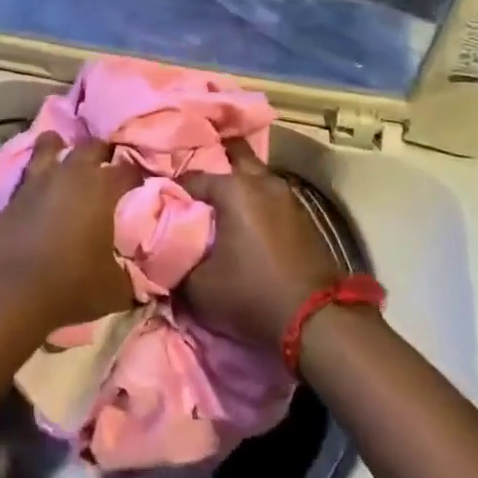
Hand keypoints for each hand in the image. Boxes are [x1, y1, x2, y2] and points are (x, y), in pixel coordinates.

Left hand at [0, 134, 141, 333]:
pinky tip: (41, 187)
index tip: (140, 186)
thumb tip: (136, 273)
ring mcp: (39, 180)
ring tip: (66, 159)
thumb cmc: (71, 286)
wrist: (11, 295)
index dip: (136, 176)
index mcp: (102, 189)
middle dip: (102, 153)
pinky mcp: (13, 195)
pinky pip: (29, 172)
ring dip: (61, 147)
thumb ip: (129, 273)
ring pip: (50, 144)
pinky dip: (38, 174)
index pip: (128, 169)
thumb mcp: (116, 289)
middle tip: (106, 168)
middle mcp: (71, 174)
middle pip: (91, 146)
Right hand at [181, 140, 344, 351]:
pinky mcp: (302, 213)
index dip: (172, 192)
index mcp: (233, 188)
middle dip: (212, 169)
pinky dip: (255, 202)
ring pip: (254, 177)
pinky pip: (269, 196)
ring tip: (218, 207)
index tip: (161, 205)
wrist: (316, 319)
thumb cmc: (251, 294)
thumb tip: (163, 251)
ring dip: (237, 186)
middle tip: (195, 192)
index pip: (190, 179)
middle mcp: (261, 181)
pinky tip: (245, 220)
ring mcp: (286, 195)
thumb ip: (175, 261)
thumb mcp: (198, 287)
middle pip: (232, 158)